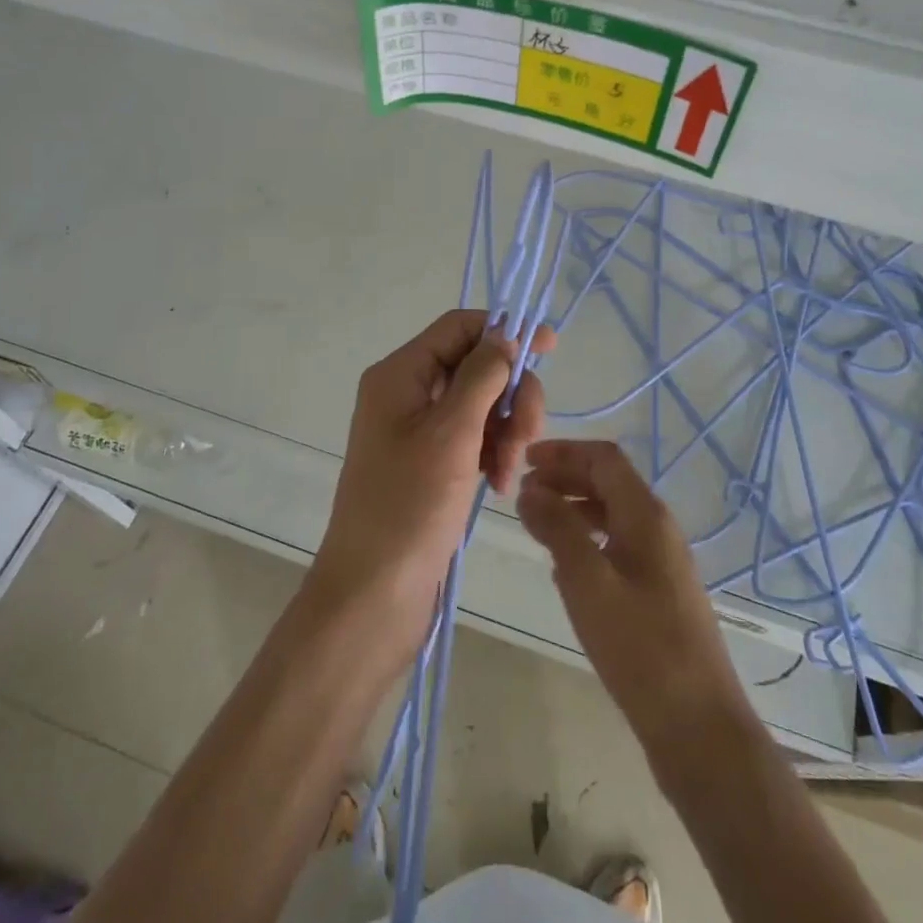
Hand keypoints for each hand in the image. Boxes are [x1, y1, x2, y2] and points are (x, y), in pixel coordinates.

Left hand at [313, 310, 553, 642]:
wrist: (373, 595)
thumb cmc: (408, 508)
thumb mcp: (450, 434)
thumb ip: (481, 377)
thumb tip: (504, 336)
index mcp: (400, 375)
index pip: (459, 327)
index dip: (505, 331)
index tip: (549, 349)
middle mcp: (408, 393)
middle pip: (476, 365)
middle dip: (510, 396)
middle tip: (527, 437)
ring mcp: (419, 429)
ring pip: (482, 403)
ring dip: (507, 430)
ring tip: (509, 472)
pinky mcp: (432, 461)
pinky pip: (474, 436)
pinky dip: (494, 452)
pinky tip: (500, 484)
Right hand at [517, 439, 756, 754]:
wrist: (698, 728)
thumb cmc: (640, 646)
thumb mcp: (587, 581)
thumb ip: (557, 528)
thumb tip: (530, 489)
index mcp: (646, 515)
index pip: (604, 459)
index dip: (564, 452)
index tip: (525, 462)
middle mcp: (658, 529)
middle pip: (609, 483)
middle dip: (566, 478)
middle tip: (524, 494)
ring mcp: (661, 563)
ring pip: (613, 517)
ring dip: (574, 510)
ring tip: (537, 526)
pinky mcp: (659, 594)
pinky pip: (617, 548)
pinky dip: (587, 542)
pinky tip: (564, 569)